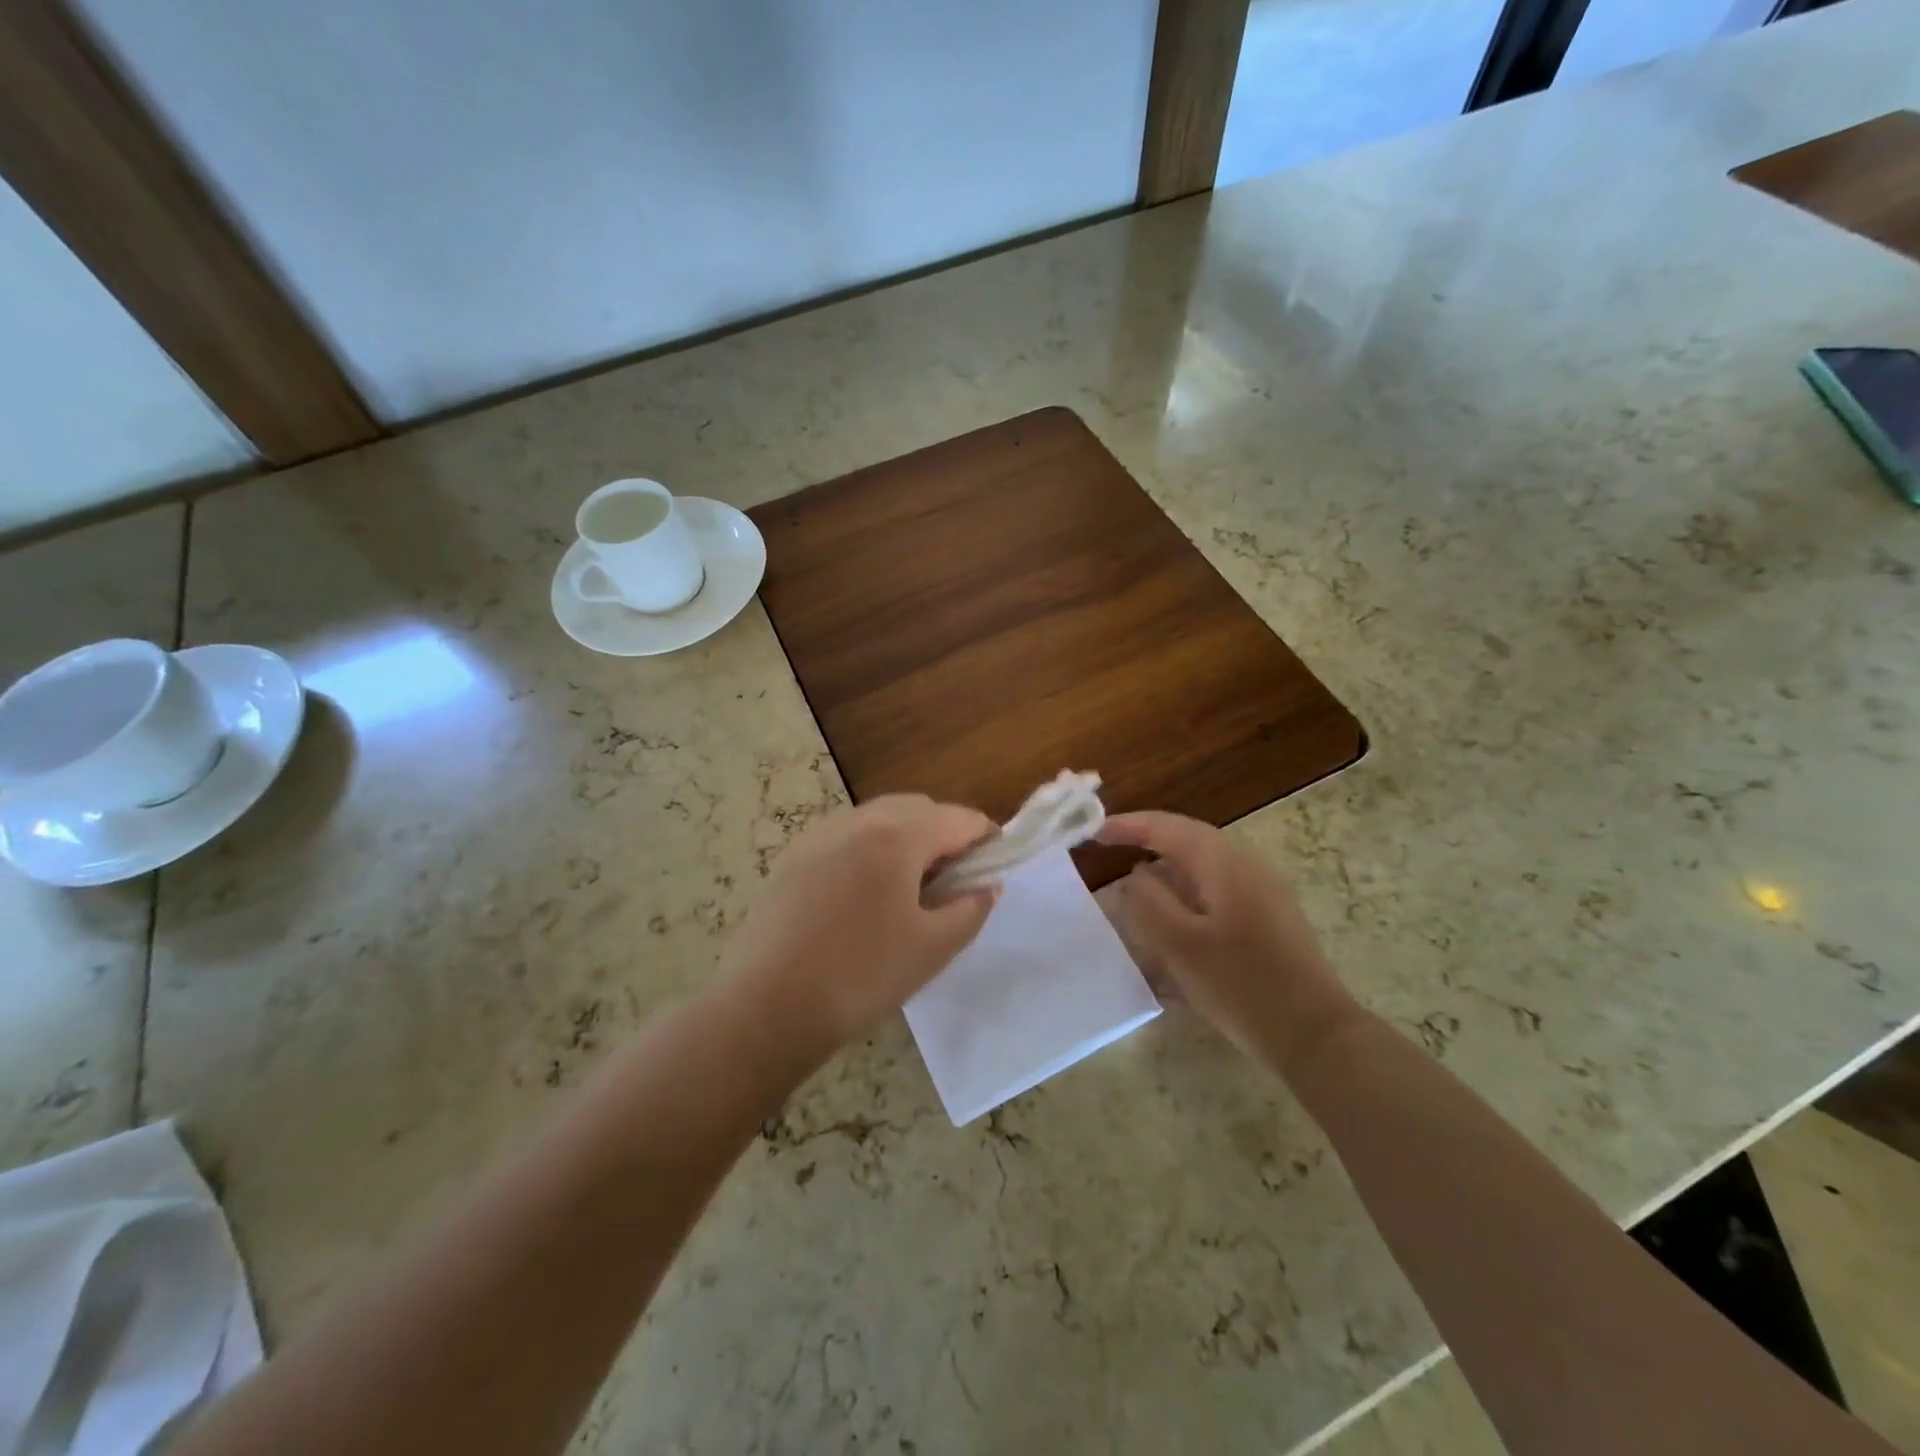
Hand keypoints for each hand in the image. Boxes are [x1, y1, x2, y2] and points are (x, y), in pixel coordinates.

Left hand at [719, 795, 997, 1068]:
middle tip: (956, 878)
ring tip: (912, 885)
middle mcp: (858, 821)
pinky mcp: (793, 856)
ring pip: (879, 818)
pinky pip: (847, 836)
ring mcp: (820, 835)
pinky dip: (871, 847)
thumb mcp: (932, 948)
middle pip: (918, 808)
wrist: (767, 1006)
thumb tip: (987, 885)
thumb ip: (970, 909)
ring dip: (907, 837)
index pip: (958, 818)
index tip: (995, 865)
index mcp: (898, 837)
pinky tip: (866, 892)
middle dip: (946, 832)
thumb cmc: (861, 976)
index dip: (986, 838)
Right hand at [1099, 811, 1358, 1076]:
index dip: (1129, 825)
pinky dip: (1187, 892)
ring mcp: (1263, 892)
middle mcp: (1246, 866)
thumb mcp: (1180, 944)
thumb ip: (1149, 901)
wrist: (1315, 1035)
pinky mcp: (1269, 919)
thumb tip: (1137, 874)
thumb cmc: (1242, 985)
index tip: (1093, 832)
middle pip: (1188, 839)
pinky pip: (1217, 890)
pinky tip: (1174, 919)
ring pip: (1204, 866)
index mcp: (1223, 863)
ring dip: (1167, 867)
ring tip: (1135, 883)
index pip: (1168, 827)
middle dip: (1148, 839)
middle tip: (1109, 847)